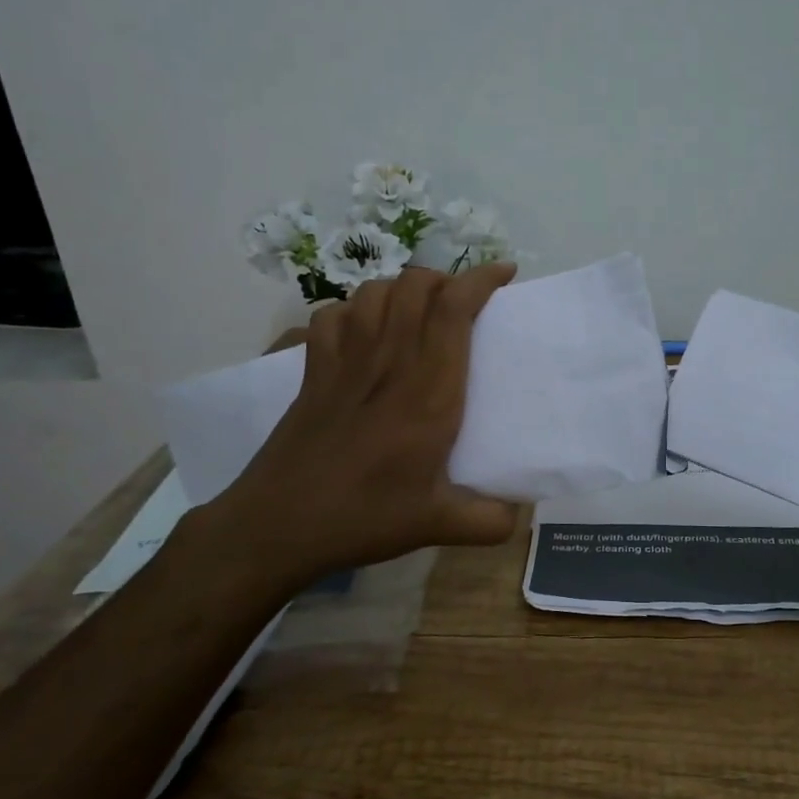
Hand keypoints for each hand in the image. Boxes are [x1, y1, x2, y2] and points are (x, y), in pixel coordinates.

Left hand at [191, 263, 520, 600]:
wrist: (277, 525)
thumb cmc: (363, 517)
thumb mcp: (437, 525)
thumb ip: (489, 521)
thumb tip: (521, 517)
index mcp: (428, 392)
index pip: (454, 310)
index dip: (480, 280)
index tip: (504, 273)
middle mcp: (388, 363)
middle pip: (415, 286)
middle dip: (445, 279)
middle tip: (464, 302)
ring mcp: (344, 363)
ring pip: (374, 292)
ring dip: (403, 289)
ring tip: (420, 310)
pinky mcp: (312, 373)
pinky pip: (332, 316)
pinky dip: (352, 310)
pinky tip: (363, 331)